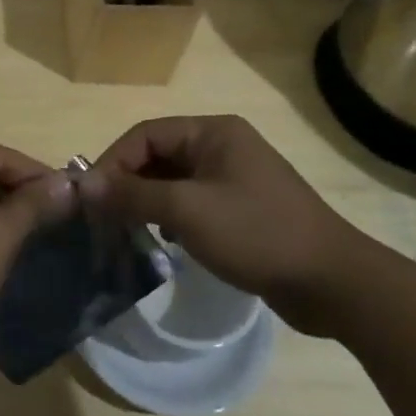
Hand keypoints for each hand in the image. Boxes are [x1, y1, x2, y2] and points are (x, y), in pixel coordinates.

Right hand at [81, 115, 375, 335]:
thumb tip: (81, 184)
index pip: (145, 135)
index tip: (90, 198)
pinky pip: (192, 203)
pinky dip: (171, 218)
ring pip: (173, 182)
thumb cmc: (257, 234)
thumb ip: (131, 195)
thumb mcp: (186, 211)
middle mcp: (223, 147)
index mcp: (213, 132)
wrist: (334, 283)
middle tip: (103, 218)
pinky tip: (166, 243)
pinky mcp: (242, 209)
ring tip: (128, 231)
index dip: (112, 163)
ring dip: (147, 203)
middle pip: (158, 156)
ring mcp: (235, 178)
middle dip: (128, 184)